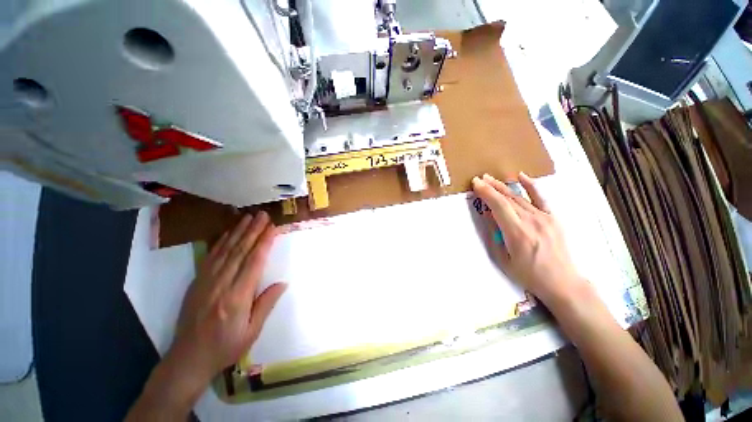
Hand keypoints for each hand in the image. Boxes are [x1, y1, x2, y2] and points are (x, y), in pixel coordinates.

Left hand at [127, 212, 285, 420]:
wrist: (187, 360)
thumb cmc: (225, 348)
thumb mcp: (251, 332)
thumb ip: (266, 304)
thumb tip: (283, 283)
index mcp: (237, 298)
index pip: (254, 263)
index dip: (264, 243)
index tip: (272, 228)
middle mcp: (221, 285)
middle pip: (240, 252)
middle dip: (253, 231)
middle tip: (263, 215)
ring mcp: (206, 282)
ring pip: (225, 251)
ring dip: (238, 232)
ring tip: (249, 217)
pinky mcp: (197, 282)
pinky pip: (210, 258)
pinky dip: (221, 242)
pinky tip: (228, 233)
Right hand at [472, 173, 586, 306]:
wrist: (562, 282)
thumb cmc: (528, 274)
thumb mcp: (503, 259)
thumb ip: (495, 234)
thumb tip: (488, 214)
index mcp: (517, 233)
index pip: (499, 205)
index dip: (486, 192)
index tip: (475, 183)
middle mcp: (531, 221)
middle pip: (508, 198)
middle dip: (492, 187)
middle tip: (480, 179)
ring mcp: (544, 218)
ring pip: (520, 197)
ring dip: (503, 187)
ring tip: (491, 179)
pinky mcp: (553, 218)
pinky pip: (541, 198)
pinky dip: (531, 186)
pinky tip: (521, 176)